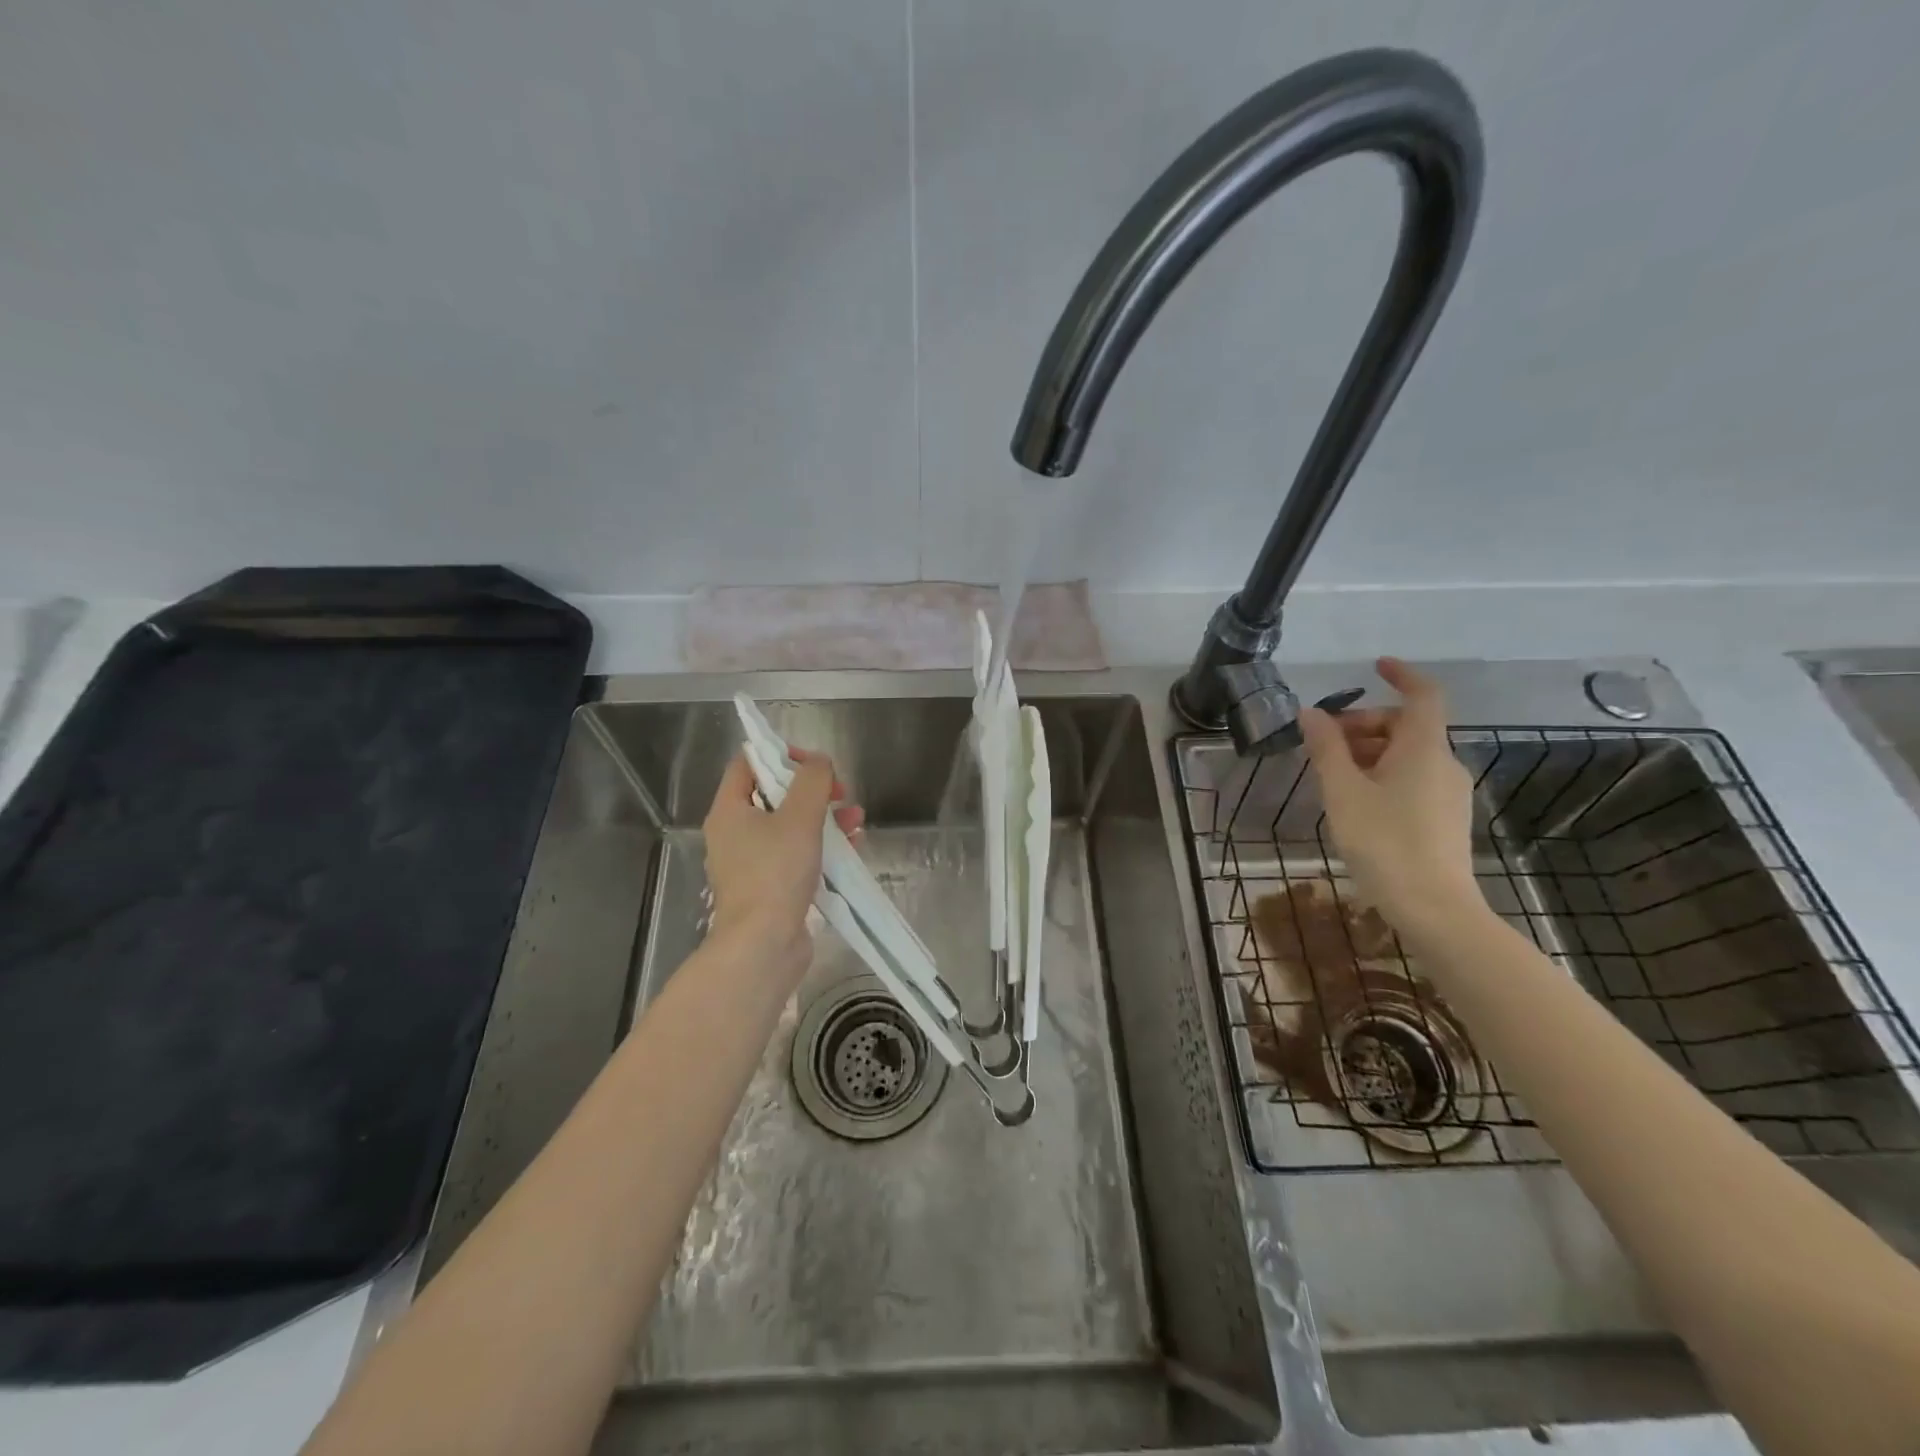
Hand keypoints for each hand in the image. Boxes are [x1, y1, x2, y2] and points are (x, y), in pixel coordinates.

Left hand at [702, 749, 863, 980]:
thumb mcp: (799, 817)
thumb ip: (812, 781)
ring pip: (790, 827)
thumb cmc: (775, 873)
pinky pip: (797, 857)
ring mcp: (752, 865)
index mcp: (729, 811)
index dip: (780, 754)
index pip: (747, 764)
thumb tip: (818, 761)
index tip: (814, 763)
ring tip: (856, 820)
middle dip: (812, 790)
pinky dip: (822, 848)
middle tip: (840, 793)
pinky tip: (852, 849)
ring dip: (824, 818)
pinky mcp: (770, 889)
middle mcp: (734, 835)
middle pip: (773, 796)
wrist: (763, 946)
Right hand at [1297, 658, 1480, 934]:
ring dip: (1369, 752)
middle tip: (1323, 743)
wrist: (1433, 908)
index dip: (1402, 674)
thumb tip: (1312, 714)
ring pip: (1407, 754)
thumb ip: (1326, 748)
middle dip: (1364, 725)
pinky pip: (1412, 778)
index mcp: (1423, 748)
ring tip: (1331, 776)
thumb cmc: (1384, 842)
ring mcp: (1448, 792)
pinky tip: (1355, 801)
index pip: (1423, 695)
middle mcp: (1443, 763)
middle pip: (1406, 726)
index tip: (1374, 666)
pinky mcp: (1446, 817)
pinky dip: (1382, 774)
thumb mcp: (1343, 792)